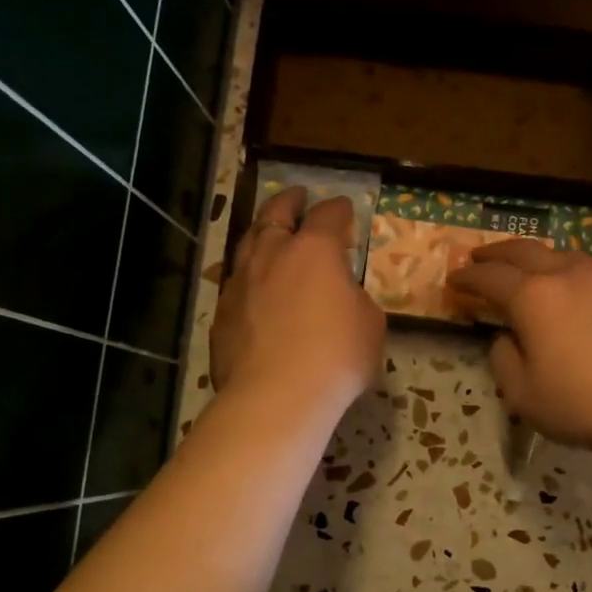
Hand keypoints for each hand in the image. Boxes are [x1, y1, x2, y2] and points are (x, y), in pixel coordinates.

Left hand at [211, 187, 384, 416]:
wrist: (276, 396)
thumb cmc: (336, 357)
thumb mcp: (369, 325)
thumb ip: (356, 300)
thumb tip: (342, 297)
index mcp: (315, 250)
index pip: (329, 215)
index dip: (339, 209)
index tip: (345, 208)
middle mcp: (272, 254)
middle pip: (276, 214)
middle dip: (289, 201)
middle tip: (296, 196)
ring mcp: (241, 282)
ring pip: (248, 243)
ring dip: (262, 233)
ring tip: (269, 233)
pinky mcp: (222, 313)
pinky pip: (236, 282)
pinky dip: (249, 276)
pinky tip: (254, 288)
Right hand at [446, 241, 591, 456]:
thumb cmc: (584, 403)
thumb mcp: (523, 395)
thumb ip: (504, 360)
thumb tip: (506, 339)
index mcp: (532, 298)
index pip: (489, 278)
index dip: (467, 278)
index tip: (453, 281)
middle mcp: (566, 277)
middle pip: (524, 251)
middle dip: (496, 253)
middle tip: (479, 258)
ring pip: (564, 254)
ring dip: (539, 256)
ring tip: (529, 265)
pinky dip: (579, 275)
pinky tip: (585, 287)